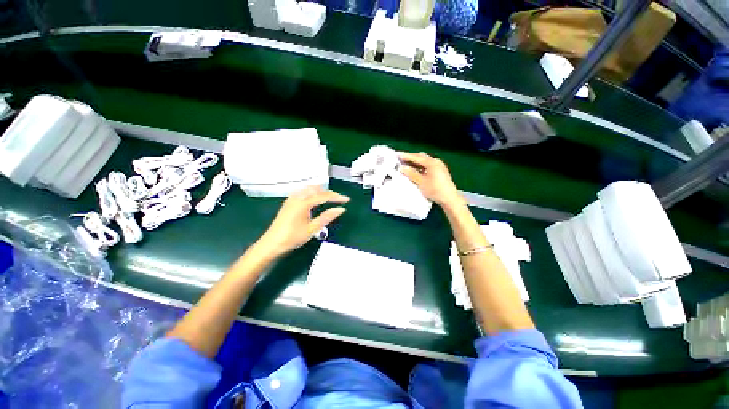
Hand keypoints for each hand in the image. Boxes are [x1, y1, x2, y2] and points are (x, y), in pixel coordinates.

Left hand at [257, 187, 349, 256]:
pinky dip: (312, 193)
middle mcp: (297, 197)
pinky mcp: (288, 203)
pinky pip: (303, 192)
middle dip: (329, 193)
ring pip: (309, 189)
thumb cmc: (292, 238)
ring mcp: (291, 199)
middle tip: (339, 199)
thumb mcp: (312, 229)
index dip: (337, 197)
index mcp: (303, 203)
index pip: (324, 196)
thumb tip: (341, 209)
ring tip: (330, 198)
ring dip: (321, 191)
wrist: (271, 244)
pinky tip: (315, 199)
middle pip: (317, 189)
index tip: (346, 200)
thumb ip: (327, 217)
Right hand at [399, 152, 463, 207]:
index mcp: (432, 162)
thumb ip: (411, 174)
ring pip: (425, 162)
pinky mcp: (440, 172)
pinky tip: (416, 170)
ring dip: (416, 163)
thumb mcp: (421, 182)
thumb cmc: (435, 190)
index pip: (417, 157)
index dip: (406, 156)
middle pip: (421, 157)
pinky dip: (421, 167)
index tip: (398, 155)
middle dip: (411, 158)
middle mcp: (436, 162)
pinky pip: (428, 166)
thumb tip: (402, 168)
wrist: (449, 199)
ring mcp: (439, 166)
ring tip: (407, 164)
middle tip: (401, 159)